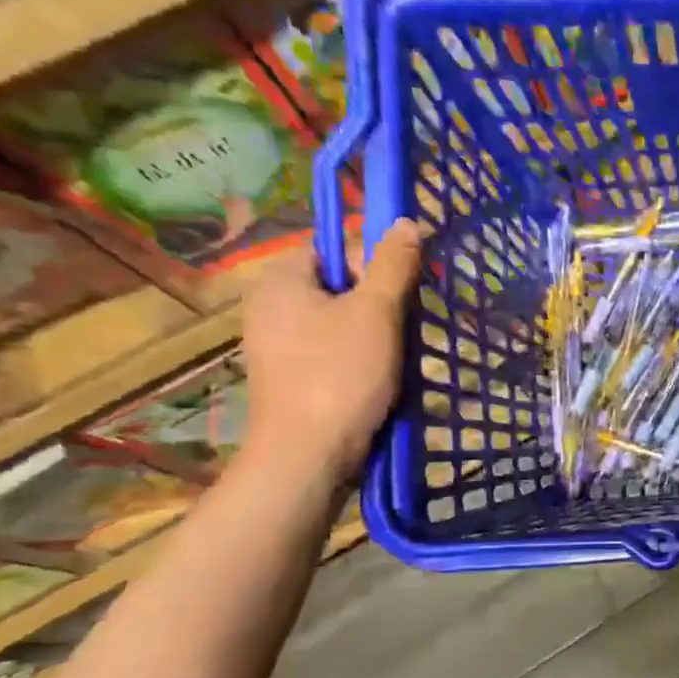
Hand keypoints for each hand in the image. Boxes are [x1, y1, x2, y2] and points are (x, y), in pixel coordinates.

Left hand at [240, 221, 423, 481]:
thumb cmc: (340, 375)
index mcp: (281, 279)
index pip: (335, 247)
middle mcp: (270, 305)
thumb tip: (407, 222)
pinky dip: (360, 359)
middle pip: (341, 284)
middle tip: (405, 329)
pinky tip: (380, 380)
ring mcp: (277, 344)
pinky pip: (333, 351)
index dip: (375, 264)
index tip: (403, 294)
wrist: (307, 456)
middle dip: (381, 304)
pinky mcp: (291, 376)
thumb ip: (394, 265)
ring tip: (397, 358)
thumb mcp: (377, 313)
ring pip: (341, 320)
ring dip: (377, 334)